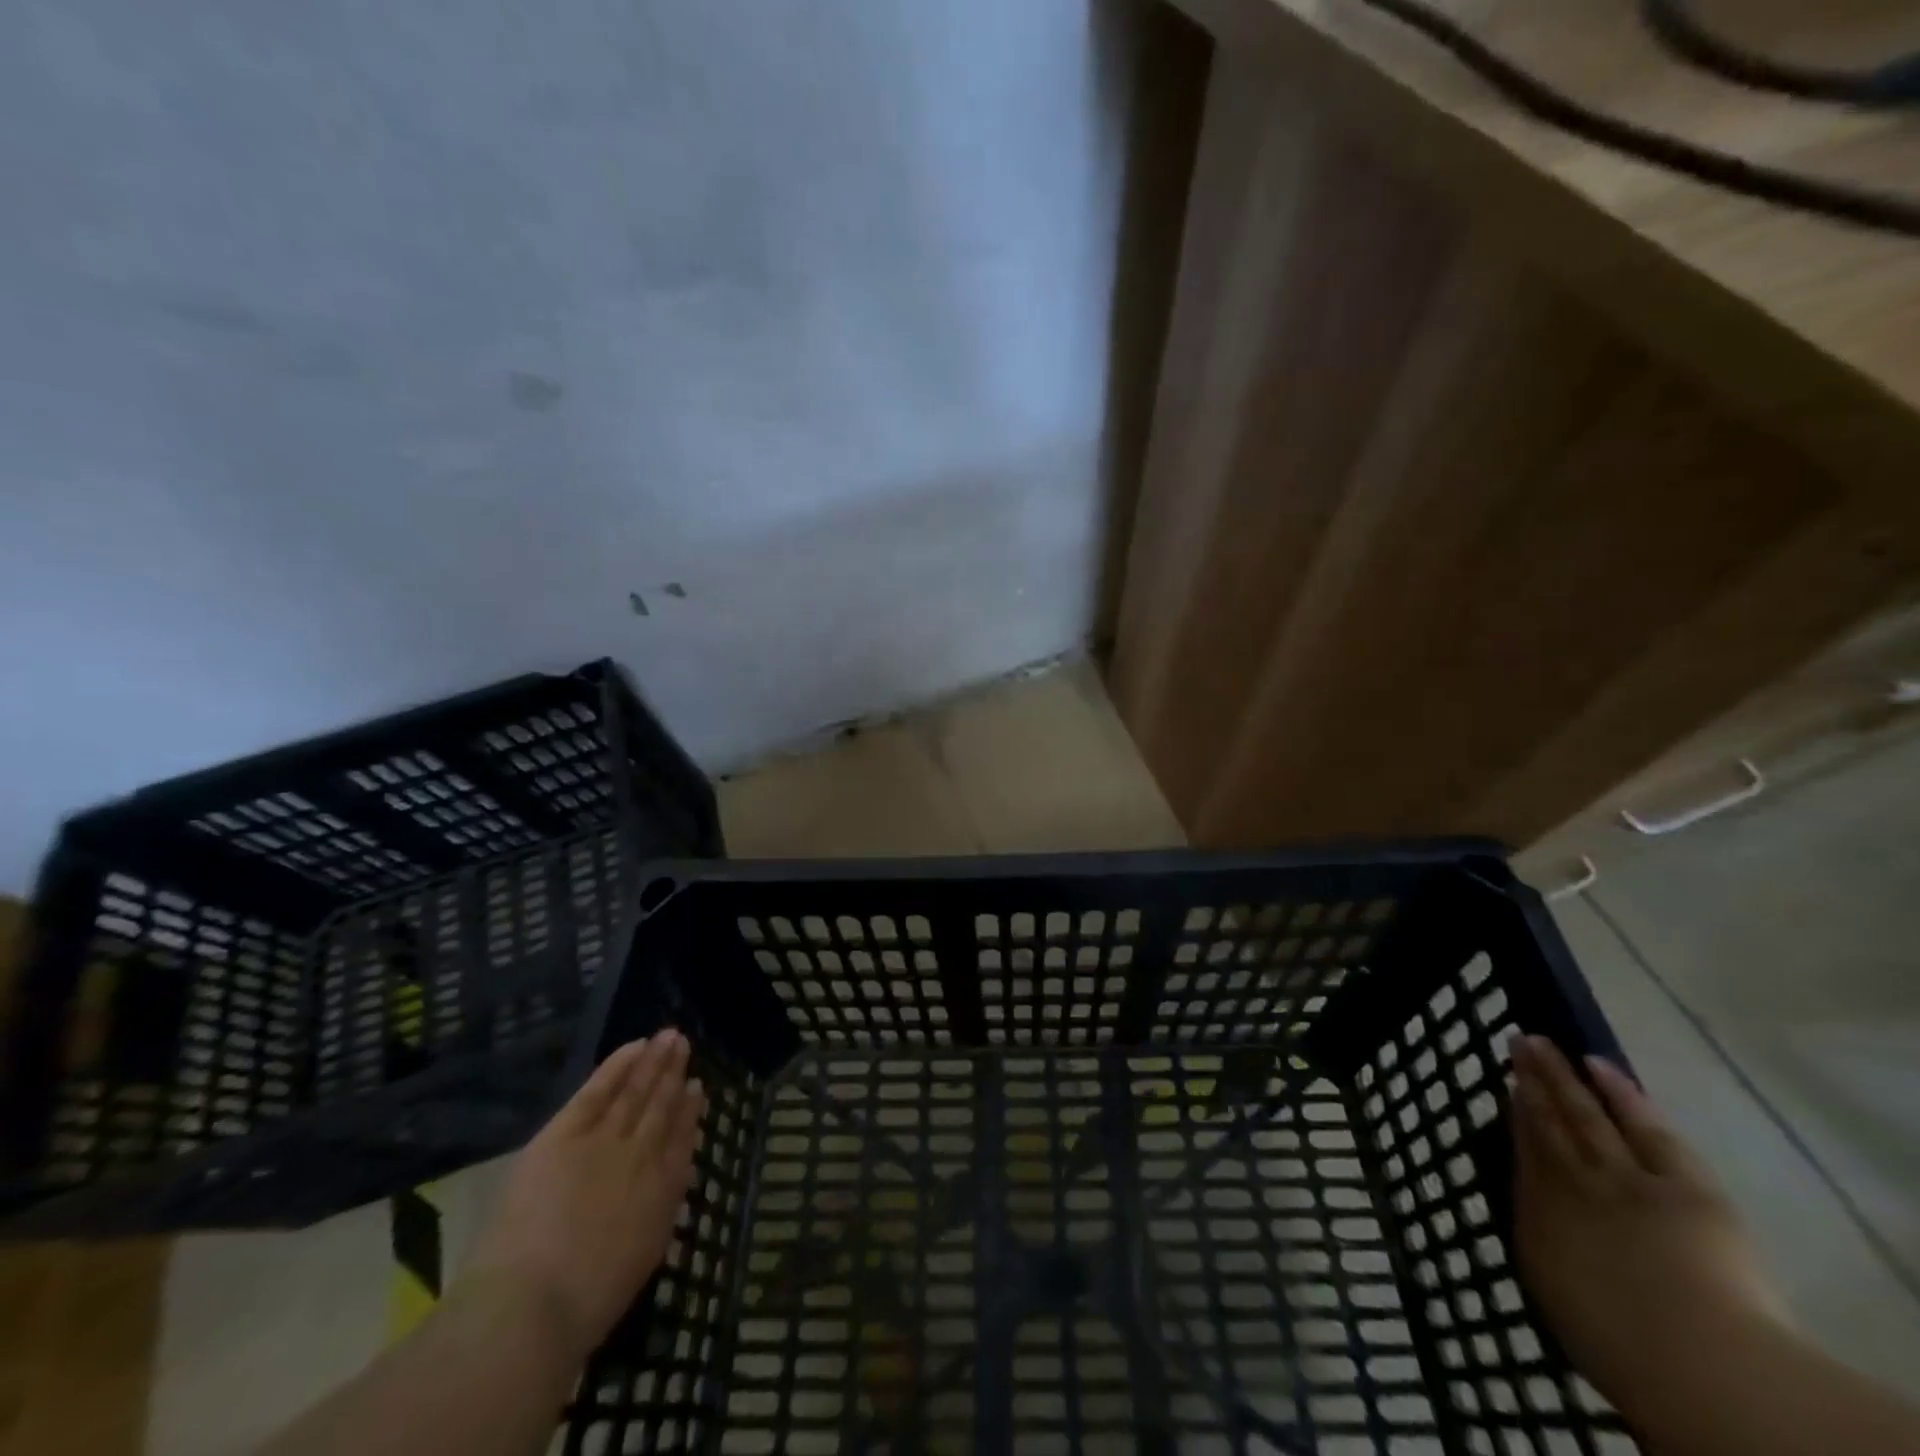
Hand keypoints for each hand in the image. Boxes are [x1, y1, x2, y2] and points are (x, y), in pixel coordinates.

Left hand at [463, 1031, 705, 1362]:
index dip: (690, 1112)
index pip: (682, 1140)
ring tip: (669, 1037)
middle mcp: (643, 1155)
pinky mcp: (567, 1133)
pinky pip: (599, 1089)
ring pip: (636, 1090)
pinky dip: (619, 1065)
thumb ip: (660, 1211)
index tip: (697, 1088)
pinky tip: (635, 1045)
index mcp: (662, 1191)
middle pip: (662, 1106)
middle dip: (674, 1074)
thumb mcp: (642, 1257)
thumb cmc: (585, 1301)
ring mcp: (606, 1139)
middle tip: (684, 1044)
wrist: (535, 1303)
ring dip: (654, 1061)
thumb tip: (673, 1178)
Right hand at [1511, 1036, 1784, 1424]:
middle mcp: (1572, 1182)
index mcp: (1541, 1214)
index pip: (1525, 1153)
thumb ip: (1546, 1253)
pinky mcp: (1680, 1182)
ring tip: (1542, 1042)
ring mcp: (1624, 1176)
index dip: (1516, 1116)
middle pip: (1549, 1122)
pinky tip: (1599, 1065)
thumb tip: (1535, 1228)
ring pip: (1585, 1113)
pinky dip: (1622, 1094)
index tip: (1506, 1086)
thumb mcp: (1560, 1299)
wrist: (1688, 1355)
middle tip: (1517, 1042)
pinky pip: (1645, 1128)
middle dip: (1533, 1081)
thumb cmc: (1618, 1346)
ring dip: (1562, 1076)